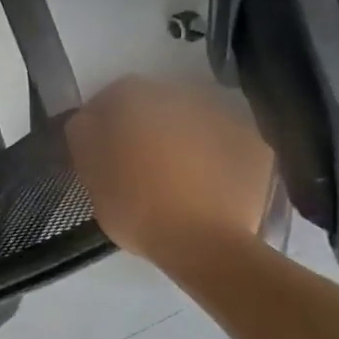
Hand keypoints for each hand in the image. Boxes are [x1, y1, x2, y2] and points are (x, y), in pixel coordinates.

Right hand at [66, 76, 274, 264]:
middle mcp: (182, 95)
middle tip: (137, 165)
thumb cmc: (134, 205)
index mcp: (135, 98)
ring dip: (182, 140)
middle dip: (146, 128)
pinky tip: (207, 187)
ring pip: (192, 123)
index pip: (111, 96)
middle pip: (155, 105)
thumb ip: (84, 134)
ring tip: (175, 179)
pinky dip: (215, 158)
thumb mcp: (88, 171)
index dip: (103, 122)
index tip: (101, 151)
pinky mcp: (255, 145)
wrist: (203, 243)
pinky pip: (224, 145)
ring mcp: (224, 117)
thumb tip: (90, 119)